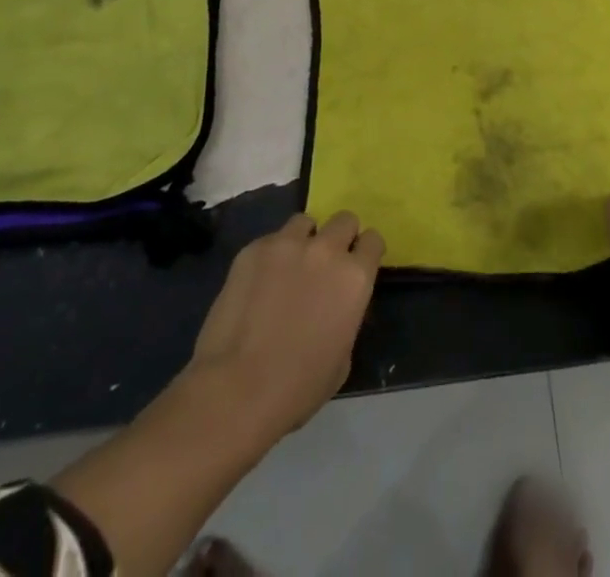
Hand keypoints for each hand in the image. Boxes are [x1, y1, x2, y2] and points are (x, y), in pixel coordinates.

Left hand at [187, 210, 383, 441]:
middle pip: (344, 219)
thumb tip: (335, 305)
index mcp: (354, 277)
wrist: (236, 390)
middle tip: (325, 264)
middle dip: (339, 238)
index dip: (366, 252)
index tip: (356, 266)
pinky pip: (270, 241)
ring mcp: (287, 244)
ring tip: (290, 267)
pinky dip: (271, 256)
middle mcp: (326, 250)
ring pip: (305, 222)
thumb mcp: (342, 358)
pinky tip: (258, 284)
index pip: (373, 240)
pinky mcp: (253, 249)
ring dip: (304, 241)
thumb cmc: (297, 388)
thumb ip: (346, 316)